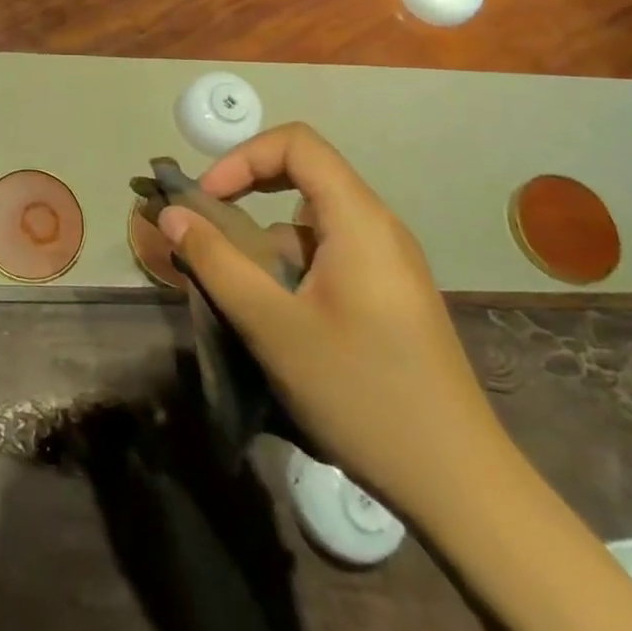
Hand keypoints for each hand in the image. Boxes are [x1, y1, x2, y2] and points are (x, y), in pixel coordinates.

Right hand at [158, 121, 500, 523]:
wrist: (460, 486)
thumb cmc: (362, 394)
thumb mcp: (273, 327)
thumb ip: (216, 262)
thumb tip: (171, 214)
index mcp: (358, 220)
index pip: (296, 144)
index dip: (242, 157)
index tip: (207, 199)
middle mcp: (378, 227)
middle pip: (304, 174)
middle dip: (246, 191)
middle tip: (207, 228)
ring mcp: (388, 262)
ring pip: (311, 219)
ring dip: (264, 235)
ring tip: (233, 283)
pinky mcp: (389, 293)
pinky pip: (328, 251)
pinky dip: (289, 263)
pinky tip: (275, 314)